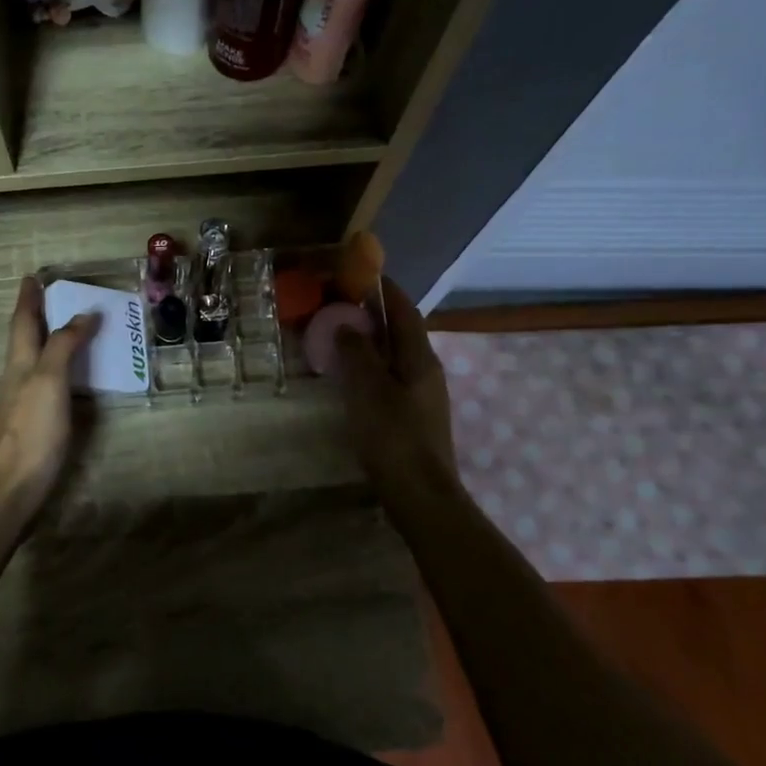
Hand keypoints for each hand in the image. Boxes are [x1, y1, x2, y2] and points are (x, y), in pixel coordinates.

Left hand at [0, 277, 97, 526]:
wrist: (12, 486)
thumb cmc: (31, 430)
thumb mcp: (49, 380)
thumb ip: (63, 345)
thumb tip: (83, 314)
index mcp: (20, 361)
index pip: (23, 320)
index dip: (29, 297)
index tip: (34, 276)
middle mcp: (19, 375)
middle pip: (26, 336)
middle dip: (38, 313)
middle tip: (57, 295)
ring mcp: (25, 399)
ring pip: (36, 357)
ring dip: (50, 337)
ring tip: (71, 325)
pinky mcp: (36, 420)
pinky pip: (49, 379)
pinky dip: (61, 365)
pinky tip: (74, 373)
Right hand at [335, 278, 458, 499]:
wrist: (420, 494)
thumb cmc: (393, 436)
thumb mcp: (368, 389)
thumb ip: (357, 352)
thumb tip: (348, 324)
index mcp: (419, 357)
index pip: (403, 309)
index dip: (384, 288)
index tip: (360, 272)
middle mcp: (426, 369)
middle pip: (401, 330)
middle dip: (373, 312)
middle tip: (339, 303)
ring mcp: (422, 393)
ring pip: (395, 354)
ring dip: (370, 339)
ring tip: (339, 335)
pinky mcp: (413, 414)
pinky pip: (390, 375)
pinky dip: (370, 364)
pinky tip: (350, 375)